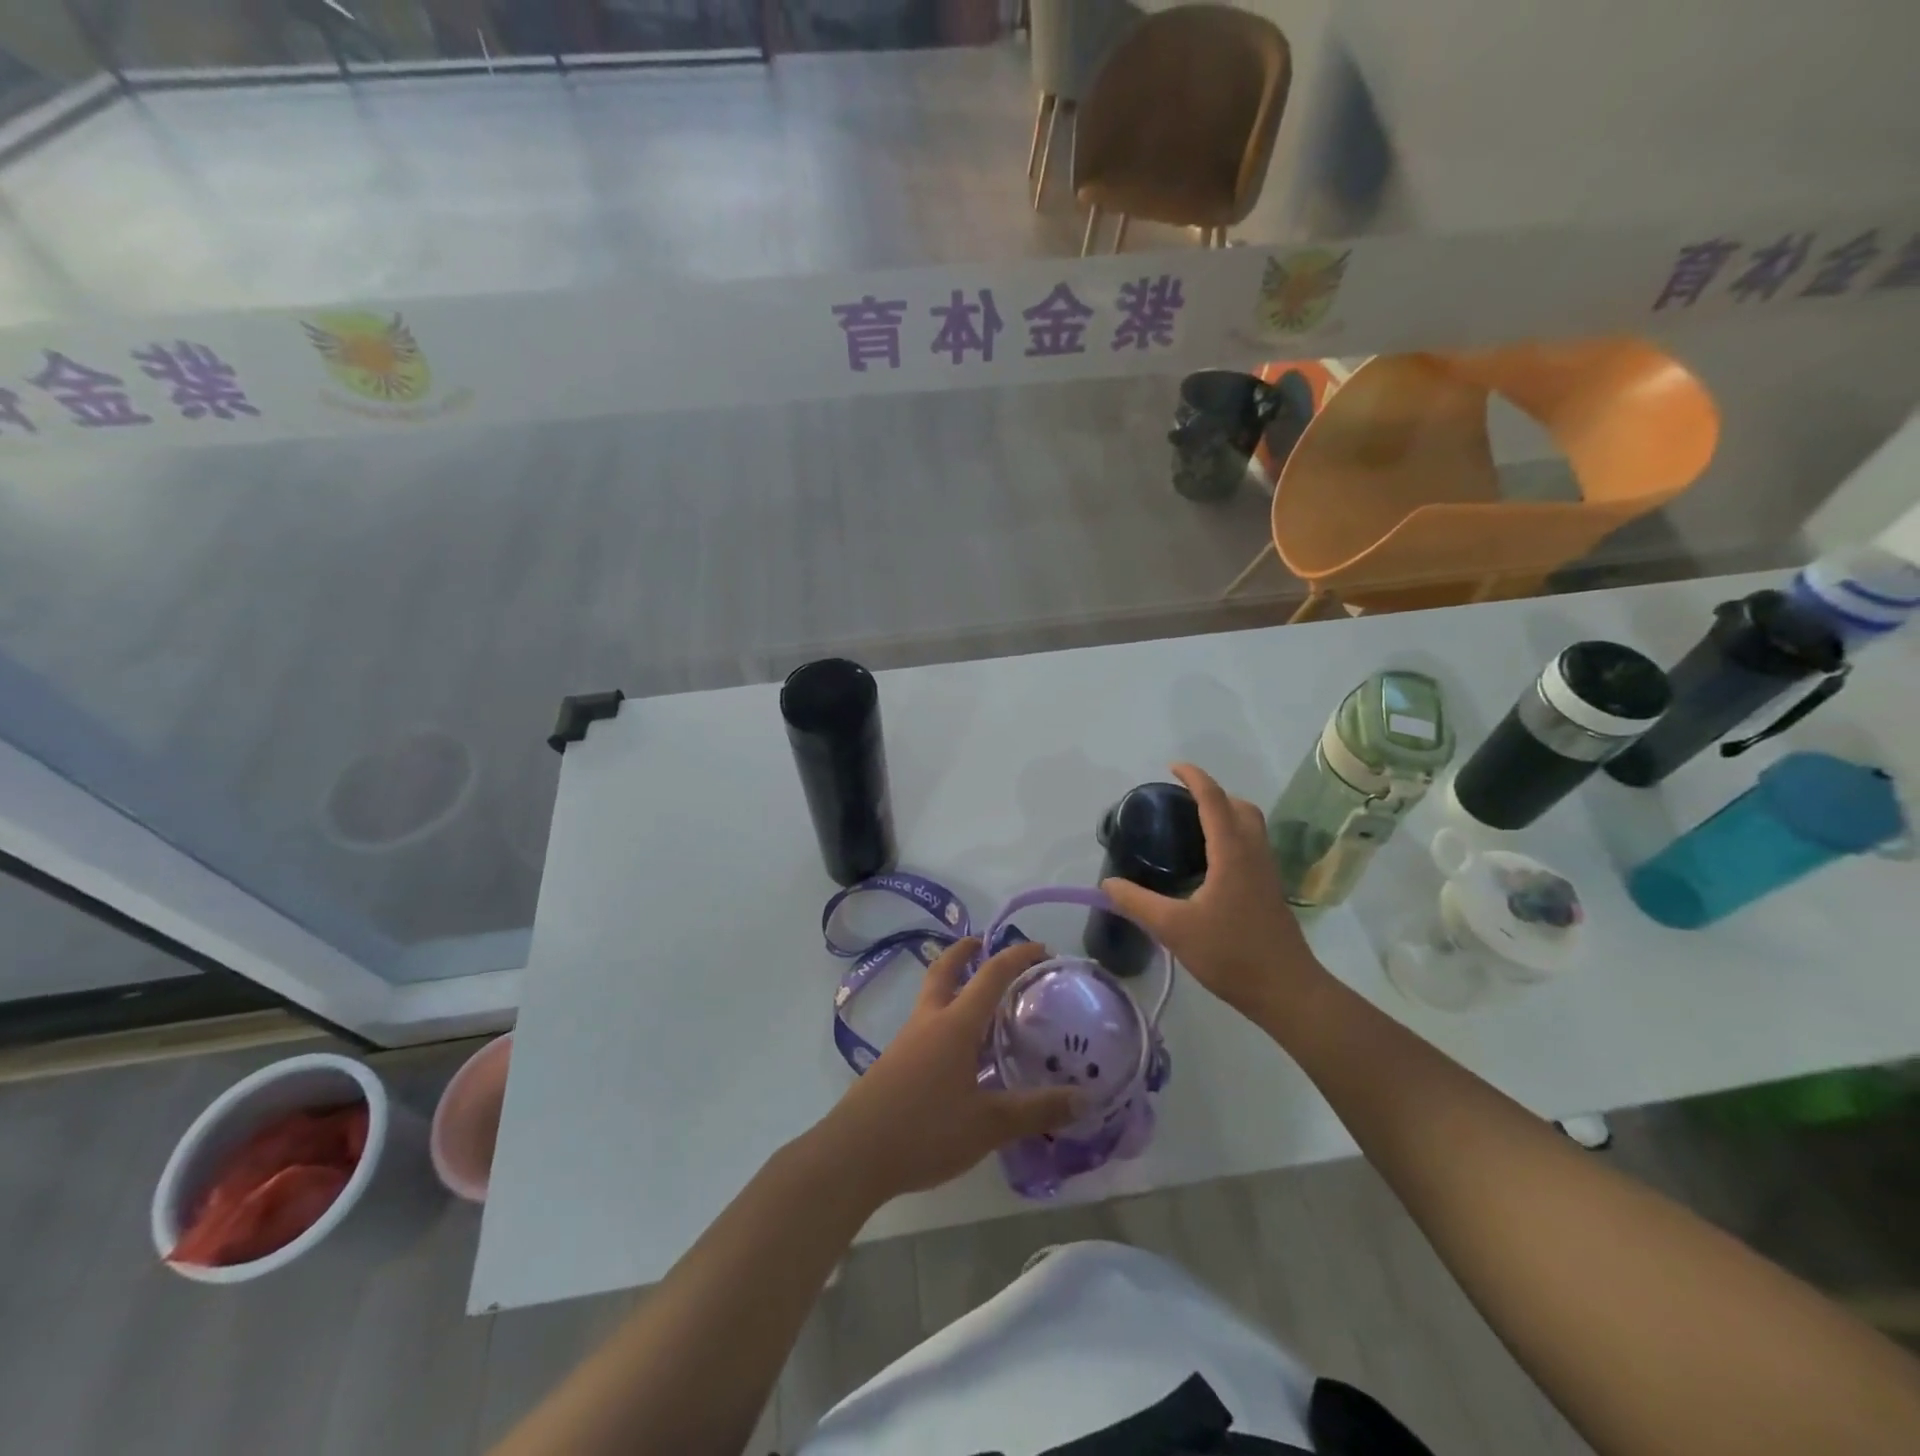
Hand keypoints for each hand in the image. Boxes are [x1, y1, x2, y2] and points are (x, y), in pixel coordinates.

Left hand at [815, 939, 1078, 1206]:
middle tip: (986, 944)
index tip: (1042, 949)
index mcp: (956, 1024)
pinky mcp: (895, 1062)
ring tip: (984, 1003)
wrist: (854, 1153)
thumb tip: (1084, 1098)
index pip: (991, 975)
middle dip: (966, 951)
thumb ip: (1036, 1110)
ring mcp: (908, 1040)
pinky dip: (946, 1019)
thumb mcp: (989, 1125)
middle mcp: (930, 1020)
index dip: (1017, 957)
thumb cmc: (925, 1130)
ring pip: (933, 997)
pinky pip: (927, 1025)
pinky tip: (961, 1053)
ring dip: (955, 985)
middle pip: (945, 969)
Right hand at [1101, 762, 1324, 1017]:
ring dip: (1226, 814)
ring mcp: (1266, 872)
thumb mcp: (1173, 928)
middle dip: (1214, 794)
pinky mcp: (1270, 891)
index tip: (1173, 768)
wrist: (1286, 991)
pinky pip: (1252, 846)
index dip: (1195, 779)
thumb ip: (1137, 902)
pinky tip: (1209, 864)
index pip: (1214, 801)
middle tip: (1182, 802)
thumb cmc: (1230, 954)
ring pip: (1251, 827)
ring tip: (1193, 827)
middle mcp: (1253, 854)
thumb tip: (1108, 883)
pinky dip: (1232, 836)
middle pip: (1240, 807)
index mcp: (1231, 853)